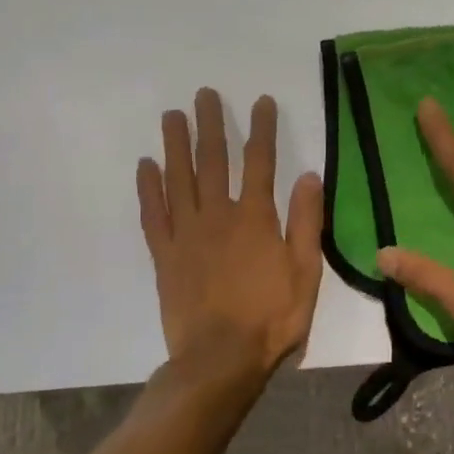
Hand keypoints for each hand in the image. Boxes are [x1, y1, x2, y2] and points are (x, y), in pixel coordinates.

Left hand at [136, 89, 323, 383]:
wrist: (221, 358)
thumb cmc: (273, 317)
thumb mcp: (306, 271)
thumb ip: (305, 222)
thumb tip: (308, 175)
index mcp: (256, 219)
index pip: (260, 162)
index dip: (261, 129)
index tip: (261, 101)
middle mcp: (218, 217)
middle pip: (213, 161)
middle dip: (211, 125)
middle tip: (204, 94)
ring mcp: (186, 235)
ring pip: (179, 180)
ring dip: (176, 145)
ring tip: (172, 115)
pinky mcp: (165, 255)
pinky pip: (152, 214)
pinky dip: (148, 188)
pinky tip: (146, 165)